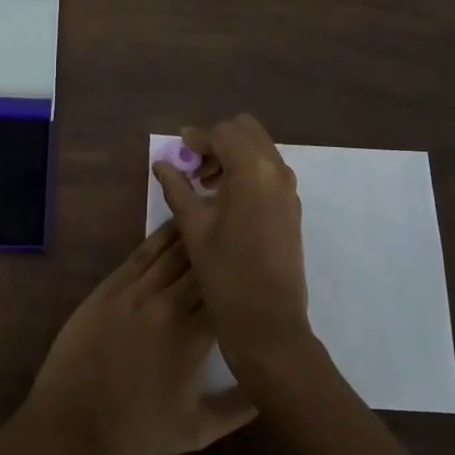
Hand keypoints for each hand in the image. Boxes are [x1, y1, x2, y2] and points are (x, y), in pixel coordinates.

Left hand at [21, 222, 255, 454]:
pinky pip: (144, 251)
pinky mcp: (113, 283)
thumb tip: (273, 382)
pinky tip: (179, 222)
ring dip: (198, 234)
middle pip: (204, 266)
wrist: (72, 419)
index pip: (229, 295)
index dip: (248, 279)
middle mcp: (167, 306)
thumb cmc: (138, 428)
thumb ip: (240, 407)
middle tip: (246, 232)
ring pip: (175, 251)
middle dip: (226, 249)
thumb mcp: (197, 431)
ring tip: (220, 213)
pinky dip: (164, 235)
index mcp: (192, 340)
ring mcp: (136, 290)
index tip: (264, 268)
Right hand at [152, 114, 310, 376]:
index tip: (179, 151)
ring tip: (207, 184)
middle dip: (218, 140)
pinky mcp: (292, 207)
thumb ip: (177, 188)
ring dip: (234, 154)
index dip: (197, 137)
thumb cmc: (225, 275)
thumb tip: (161, 164)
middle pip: (246, 130)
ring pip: (260, 148)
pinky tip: (226, 200)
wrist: (269, 324)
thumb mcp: (193, 228)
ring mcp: (289, 189)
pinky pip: (269, 170)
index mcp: (251, 170)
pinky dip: (248, 170)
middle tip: (195, 166)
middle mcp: (276, 171)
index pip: (223, 132)